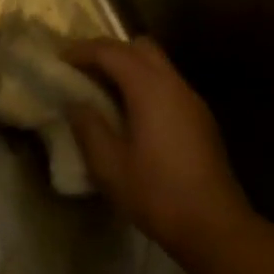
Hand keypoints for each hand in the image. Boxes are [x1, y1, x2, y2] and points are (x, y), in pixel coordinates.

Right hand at [66, 38, 251, 250]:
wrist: (214, 227)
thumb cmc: (156, 194)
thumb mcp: (108, 165)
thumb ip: (88, 127)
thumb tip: (75, 103)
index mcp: (150, 89)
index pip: (111, 51)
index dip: (82, 51)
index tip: (58, 60)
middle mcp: (174, 85)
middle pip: (140, 47)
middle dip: (108, 51)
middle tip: (82, 70)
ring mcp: (192, 100)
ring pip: (157, 64)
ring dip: (128, 67)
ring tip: (101, 90)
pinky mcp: (200, 118)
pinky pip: (167, 84)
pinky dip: (143, 83)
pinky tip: (129, 112)